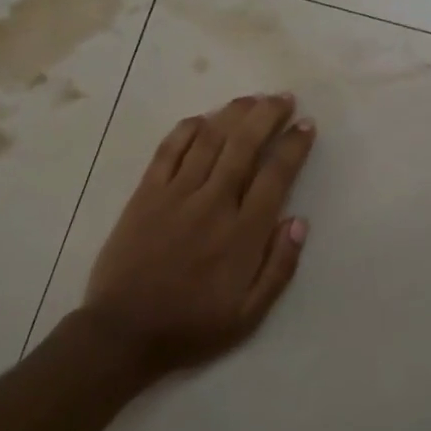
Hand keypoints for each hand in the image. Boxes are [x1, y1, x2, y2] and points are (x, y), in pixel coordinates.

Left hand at [82, 93, 315, 375]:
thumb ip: (279, 268)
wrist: (124, 332)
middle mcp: (212, 203)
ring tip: (252, 99)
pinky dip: (187, 129)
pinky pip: (168, 150)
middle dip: (267, 115)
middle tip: (283, 98)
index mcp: (242, 234)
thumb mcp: (249, 315)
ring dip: (233, 113)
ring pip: (208, 139)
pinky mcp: (146, 193)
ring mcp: (175, 194)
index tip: (306, 125)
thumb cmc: (192, 326)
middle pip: (243, 145)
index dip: (293, 146)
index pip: (275, 176)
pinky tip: (203, 119)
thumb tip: (299, 221)